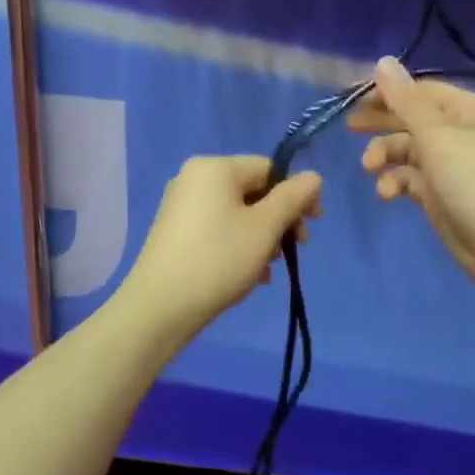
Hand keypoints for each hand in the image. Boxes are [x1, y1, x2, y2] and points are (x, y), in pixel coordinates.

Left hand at [118, 155, 322, 337]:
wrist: (160, 306)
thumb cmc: (219, 259)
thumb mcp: (265, 228)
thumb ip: (293, 198)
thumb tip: (313, 177)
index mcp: (214, 168)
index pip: (269, 168)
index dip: (296, 194)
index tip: (312, 226)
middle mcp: (193, 178)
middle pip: (252, 191)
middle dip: (277, 221)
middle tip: (292, 251)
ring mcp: (180, 205)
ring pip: (236, 214)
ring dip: (260, 238)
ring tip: (267, 270)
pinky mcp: (174, 232)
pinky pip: (217, 229)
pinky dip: (237, 246)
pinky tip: (249, 276)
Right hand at [348, 58, 474, 314]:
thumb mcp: (439, 138)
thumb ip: (406, 102)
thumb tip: (382, 61)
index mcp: (473, 111)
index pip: (424, 90)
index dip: (390, 92)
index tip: (354, 99)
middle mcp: (465, 133)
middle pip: (415, 119)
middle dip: (383, 123)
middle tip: (350, 127)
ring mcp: (455, 166)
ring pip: (410, 151)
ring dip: (387, 156)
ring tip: (370, 168)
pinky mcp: (445, 196)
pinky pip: (413, 179)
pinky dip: (397, 182)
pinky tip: (387, 194)